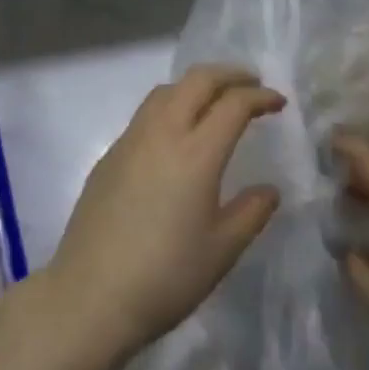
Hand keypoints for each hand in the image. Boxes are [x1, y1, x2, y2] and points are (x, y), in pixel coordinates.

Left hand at [36, 64, 283, 365]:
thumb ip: (251, 213)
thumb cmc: (165, 277)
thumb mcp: (221, 251)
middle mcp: (163, 132)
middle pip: (197, 80)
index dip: (260, 97)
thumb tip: (269, 190)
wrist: (90, 295)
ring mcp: (132, 139)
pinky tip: (177, 132)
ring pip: (167, 90)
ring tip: (215, 100)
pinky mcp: (111, 153)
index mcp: (196, 153)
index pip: (233, 104)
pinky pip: (147, 112)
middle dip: (229, 74)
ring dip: (196, 85)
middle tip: (251, 84)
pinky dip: (171, 105)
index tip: (278, 102)